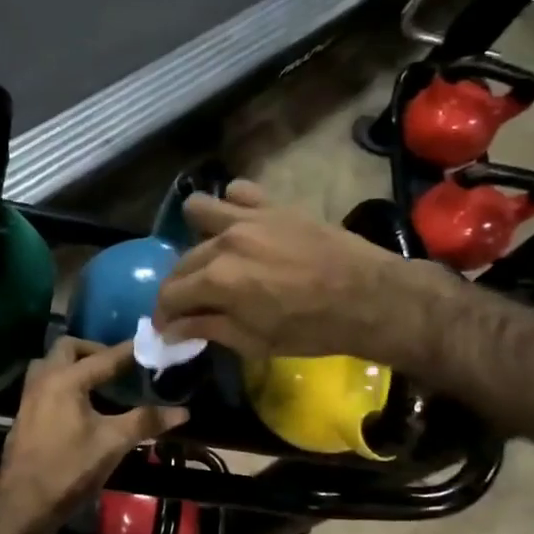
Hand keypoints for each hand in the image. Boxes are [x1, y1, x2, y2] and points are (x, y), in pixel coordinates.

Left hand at [0, 337, 188, 533]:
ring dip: (73, 365)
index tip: (149, 345)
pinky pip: (44, 384)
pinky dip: (63, 383)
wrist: (24, 504)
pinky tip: (80, 405)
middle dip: (94, 350)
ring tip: (98, 381)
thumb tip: (182, 412)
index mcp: (65, 380)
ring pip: (50, 365)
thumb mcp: (113, 443)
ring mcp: (29, 398)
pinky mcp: (24, 416)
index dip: (129, 352)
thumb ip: (145, 421)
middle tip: (118, 366)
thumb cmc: (69, 469)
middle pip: (68, 349)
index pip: (104, 357)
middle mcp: (43, 380)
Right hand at [153, 181, 453, 364]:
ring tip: (213, 255)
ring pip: (199, 210)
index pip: (171, 294)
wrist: (369, 298)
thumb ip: (208, 328)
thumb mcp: (255, 341)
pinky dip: (233, 207)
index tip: (167, 327)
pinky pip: (239, 191)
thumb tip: (172, 329)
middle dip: (179, 286)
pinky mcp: (274, 205)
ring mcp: (249, 217)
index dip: (164, 315)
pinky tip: (242, 227)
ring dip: (197, 234)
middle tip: (191, 304)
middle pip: (182, 261)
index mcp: (218, 280)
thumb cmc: (312, 329)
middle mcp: (225, 241)